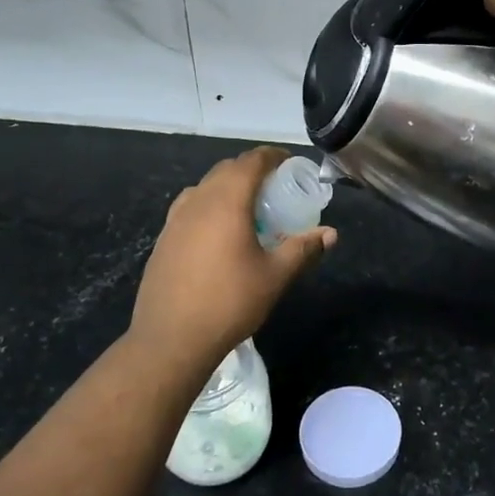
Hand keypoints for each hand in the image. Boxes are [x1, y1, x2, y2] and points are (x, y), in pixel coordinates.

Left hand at [130, 147, 335, 364]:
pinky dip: (209, 206)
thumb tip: (330, 234)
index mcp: (227, 201)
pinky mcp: (164, 239)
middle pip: (226, 169)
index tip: (289, 163)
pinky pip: (189, 208)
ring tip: (247, 208)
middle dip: (251, 170)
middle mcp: (198, 201)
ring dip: (227, 187)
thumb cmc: (229, 302)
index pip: (251, 162)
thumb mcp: (275, 276)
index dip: (272, 156)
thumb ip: (303, 250)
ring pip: (204, 187)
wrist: (171, 339)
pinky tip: (218, 233)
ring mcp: (175, 220)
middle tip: (275, 187)